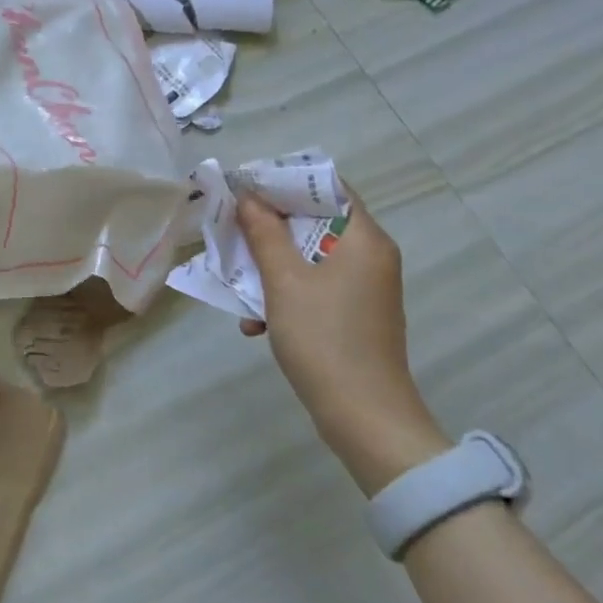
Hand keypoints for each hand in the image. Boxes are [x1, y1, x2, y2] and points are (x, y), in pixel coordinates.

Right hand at [236, 185, 450, 493]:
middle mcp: (370, 257)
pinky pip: (314, 288)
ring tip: (237, 284)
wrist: (365, 420)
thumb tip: (249, 197)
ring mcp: (364, 289)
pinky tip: (255, 323)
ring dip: (271, 267)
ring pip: (309, 258)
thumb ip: (264, 233)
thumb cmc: (325, 339)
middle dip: (269, 228)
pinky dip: (285, 296)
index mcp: (364, 240)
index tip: (247, 186)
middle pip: (314, 222)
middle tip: (232, 229)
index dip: (286, 181)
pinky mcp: (354, 316)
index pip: (329, 186)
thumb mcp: (284, 281)